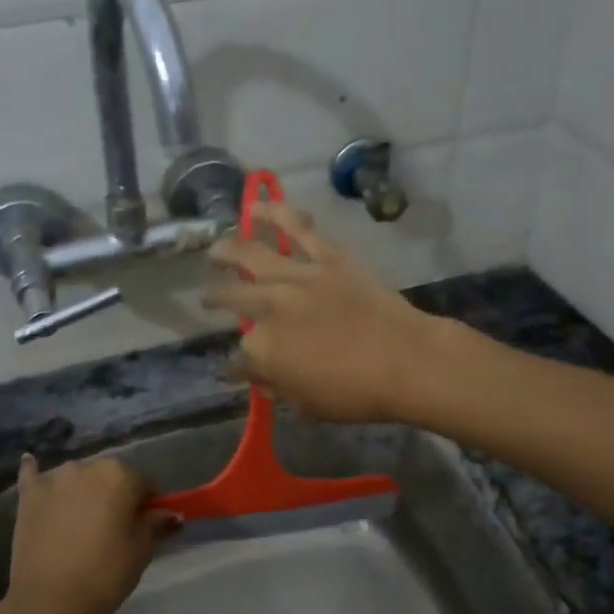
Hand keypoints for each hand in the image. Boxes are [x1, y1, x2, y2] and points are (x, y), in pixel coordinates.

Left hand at [0, 454, 179, 613]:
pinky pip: (34, 475)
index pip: (146, 483)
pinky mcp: (27, 495)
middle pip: (111, 476)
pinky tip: (33, 466)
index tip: (147, 527)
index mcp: (120, 475)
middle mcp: (86, 466)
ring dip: (84, 492)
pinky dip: (37, 473)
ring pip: (78, 478)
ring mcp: (53, 478)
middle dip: (117, 496)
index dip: (150, 505)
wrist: (48, 602)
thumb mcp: (141, 551)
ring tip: (81, 523)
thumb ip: (156, 525)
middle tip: (115, 530)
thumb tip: (170, 514)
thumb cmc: (104, 575)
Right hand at [202, 205, 449, 423]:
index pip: (240, 354)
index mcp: (262, 349)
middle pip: (233, 297)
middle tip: (208, 298)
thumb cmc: (356, 393)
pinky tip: (256, 208)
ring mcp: (297, 277)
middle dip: (216, 299)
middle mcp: (269, 306)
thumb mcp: (308, 404)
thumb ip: (279, 387)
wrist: (404, 360)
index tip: (242, 366)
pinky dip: (277, 213)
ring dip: (227, 249)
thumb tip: (262, 377)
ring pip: (250, 254)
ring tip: (215, 249)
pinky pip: (298, 228)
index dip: (240, 362)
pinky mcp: (327, 256)